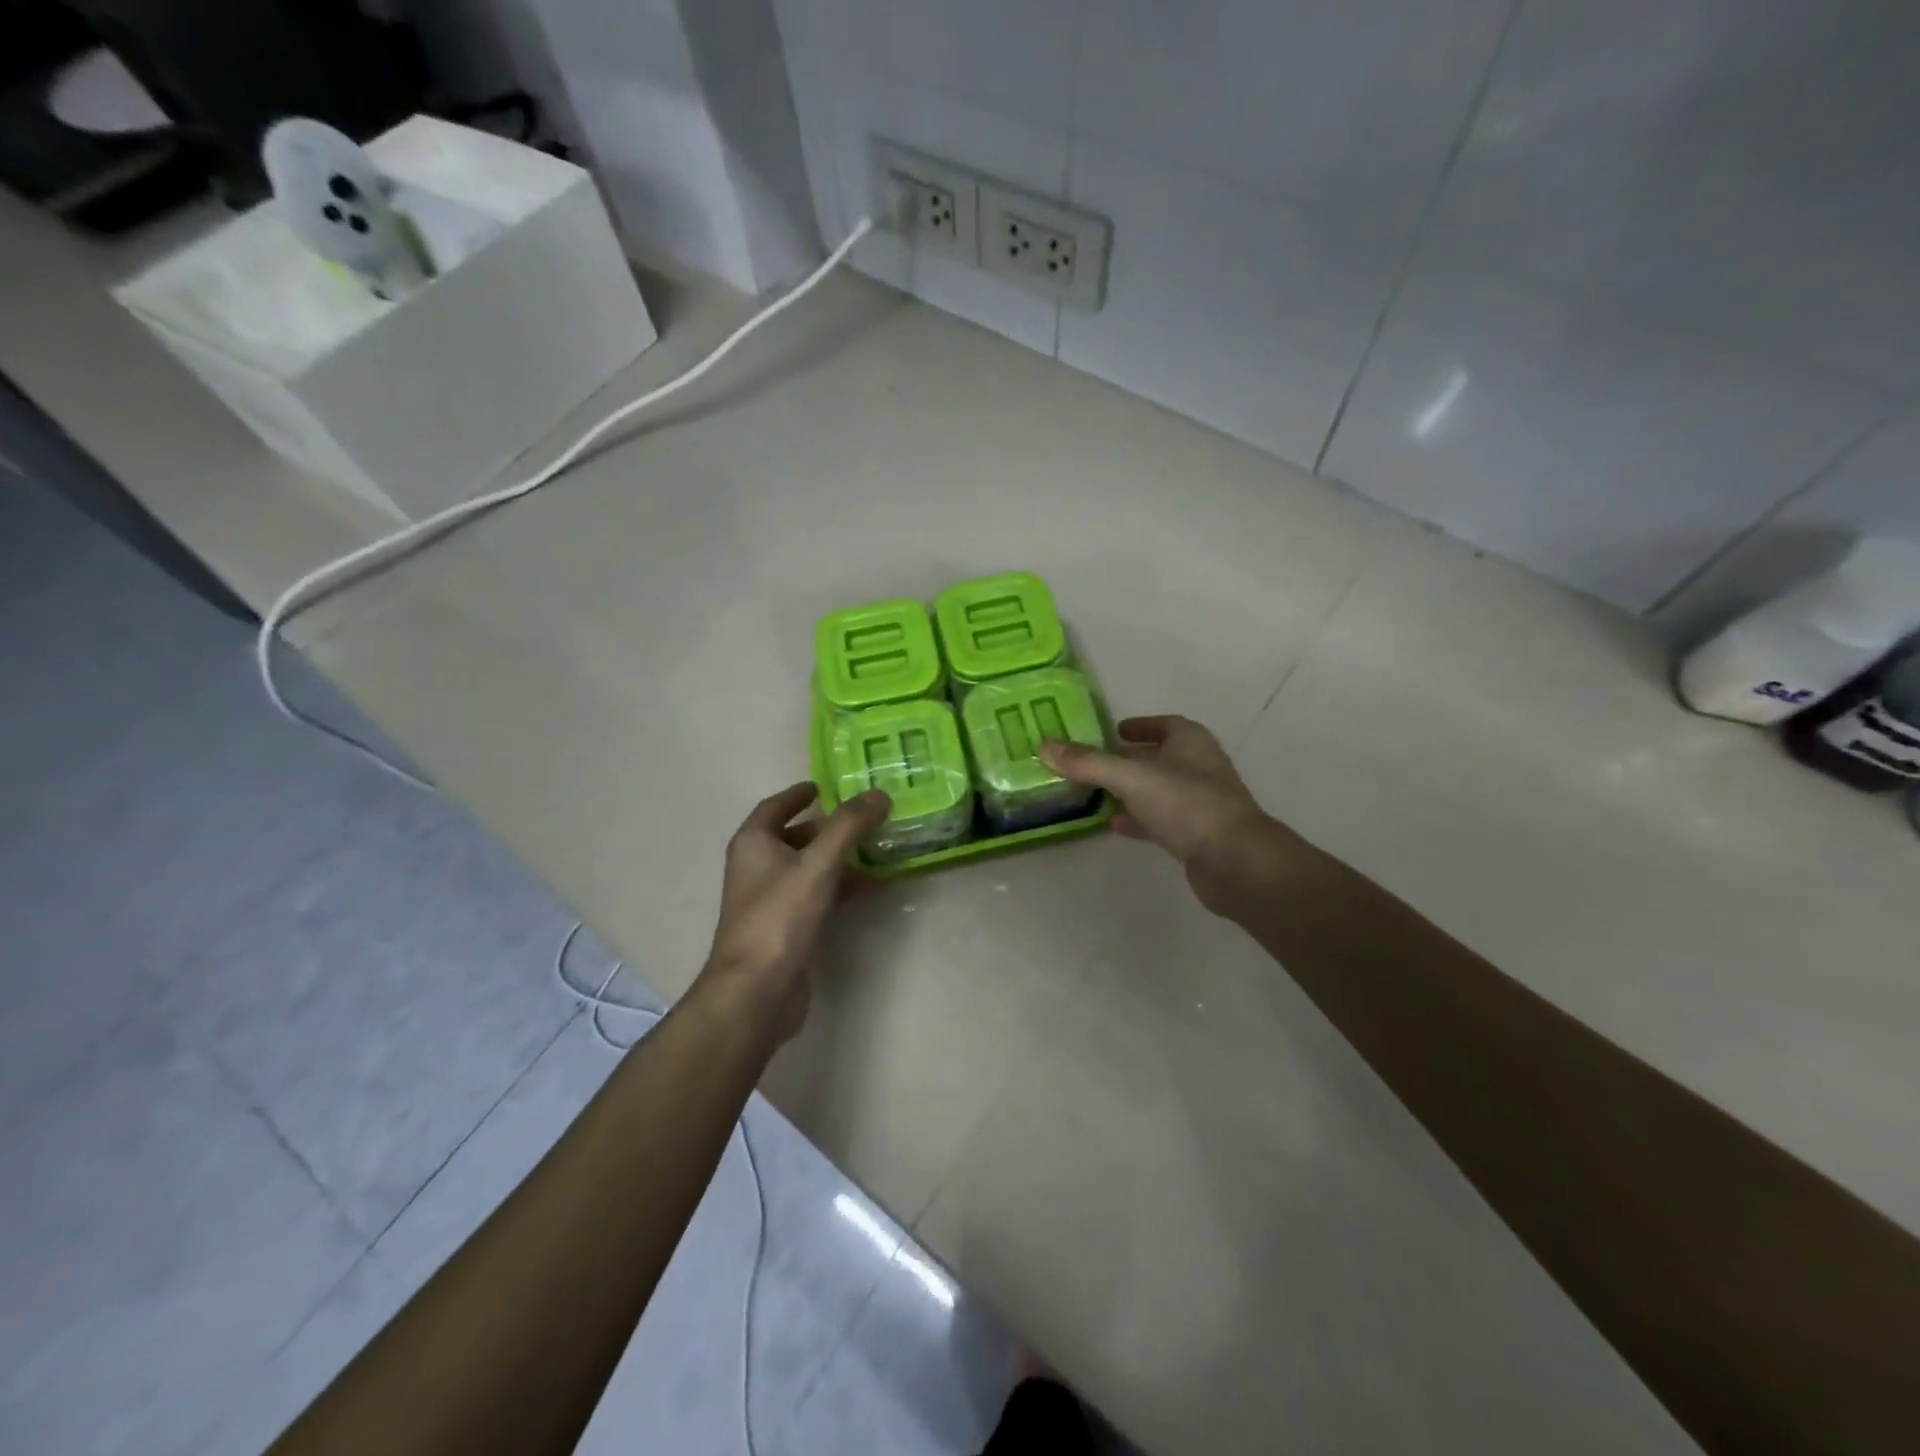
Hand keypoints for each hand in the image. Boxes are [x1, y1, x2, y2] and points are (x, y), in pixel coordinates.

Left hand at [700, 782, 889, 1040]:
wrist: (757, 990)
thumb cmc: (780, 916)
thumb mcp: (818, 863)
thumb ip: (849, 826)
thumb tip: (878, 794)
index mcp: (753, 843)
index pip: (774, 807)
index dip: (797, 794)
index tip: (824, 785)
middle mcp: (756, 868)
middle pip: (793, 836)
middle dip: (826, 826)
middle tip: (863, 817)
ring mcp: (769, 901)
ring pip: (807, 868)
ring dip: (837, 857)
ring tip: (874, 847)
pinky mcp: (784, 929)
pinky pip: (814, 895)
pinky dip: (838, 886)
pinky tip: (868, 886)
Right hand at [1039, 715, 1276, 914]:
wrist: (1235, 861)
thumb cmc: (1186, 804)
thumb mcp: (1131, 777)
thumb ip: (1088, 763)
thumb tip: (1044, 746)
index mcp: (1190, 742)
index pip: (1163, 725)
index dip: (1139, 726)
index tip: (1113, 732)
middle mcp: (1199, 767)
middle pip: (1158, 758)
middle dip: (1128, 760)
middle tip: (1092, 764)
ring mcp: (1200, 802)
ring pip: (1158, 790)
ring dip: (1130, 791)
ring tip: (1095, 795)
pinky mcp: (1198, 835)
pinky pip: (1161, 820)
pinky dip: (1138, 820)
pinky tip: (1114, 825)